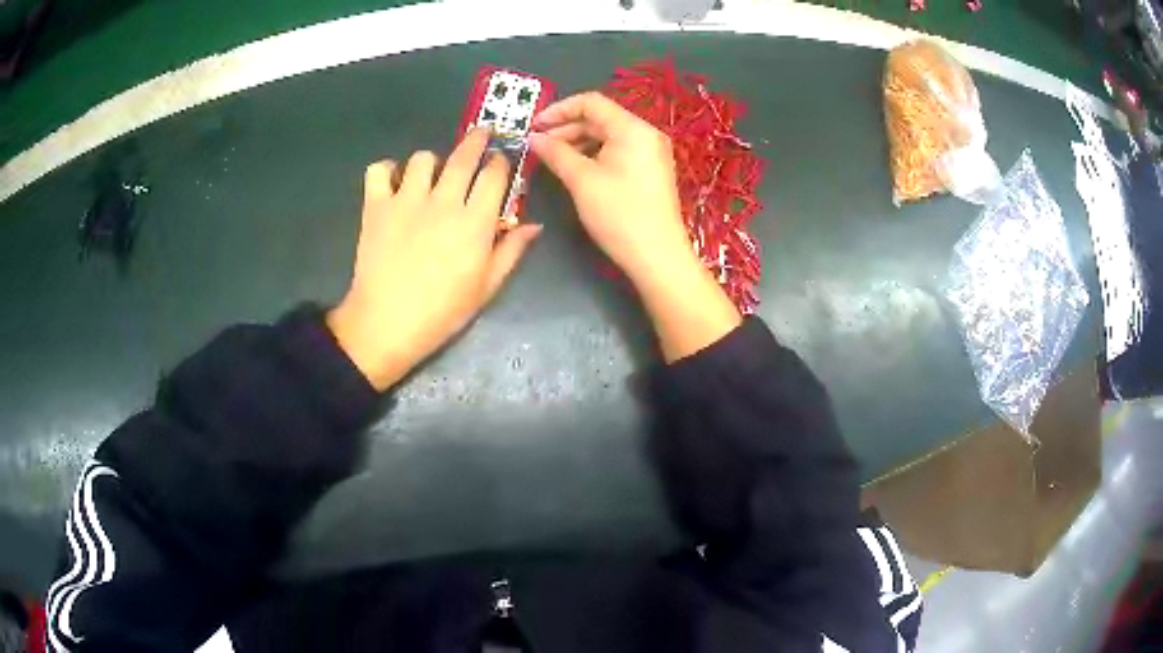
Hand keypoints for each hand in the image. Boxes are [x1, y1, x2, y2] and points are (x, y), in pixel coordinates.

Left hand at [328, 129, 541, 389]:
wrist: (387, 324)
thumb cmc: (442, 311)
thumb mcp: (487, 287)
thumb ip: (511, 250)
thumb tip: (534, 224)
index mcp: (475, 221)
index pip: (494, 174)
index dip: (500, 162)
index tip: (500, 161)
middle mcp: (443, 201)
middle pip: (464, 156)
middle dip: (477, 140)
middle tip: (480, 135)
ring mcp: (407, 200)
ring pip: (422, 158)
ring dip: (430, 162)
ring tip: (429, 175)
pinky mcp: (376, 206)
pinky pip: (379, 170)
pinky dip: (386, 171)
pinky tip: (392, 183)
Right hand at [530, 93, 739, 360]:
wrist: (657, 256)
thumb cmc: (619, 214)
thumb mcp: (582, 180)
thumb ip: (556, 153)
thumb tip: (534, 138)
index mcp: (632, 128)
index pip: (591, 102)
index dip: (558, 110)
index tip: (534, 126)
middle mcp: (645, 134)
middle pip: (599, 118)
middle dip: (566, 128)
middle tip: (538, 146)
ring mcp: (650, 153)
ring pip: (607, 136)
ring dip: (577, 143)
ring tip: (552, 159)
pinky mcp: (650, 170)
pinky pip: (617, 152)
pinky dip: (594, 155)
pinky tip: (575, 170)